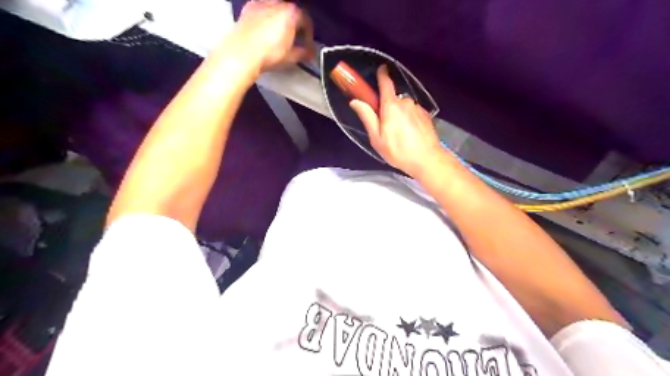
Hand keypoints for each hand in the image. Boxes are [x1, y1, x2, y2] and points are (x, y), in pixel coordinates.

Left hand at [230, 0, 314, 72]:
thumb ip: (303, 53)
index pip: (306, 21)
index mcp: (291, 13)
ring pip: (276, 11)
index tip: (308, 44)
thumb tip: (307, 53)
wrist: (242, 54)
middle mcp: (276, 4)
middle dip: (295, 26)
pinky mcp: (248, 9)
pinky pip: (262, 12)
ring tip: (280, 37)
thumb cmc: (266, 53)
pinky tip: (266, 33)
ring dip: (280, 22)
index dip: (309, 35)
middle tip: (296, 40)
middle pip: (291, 13)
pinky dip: (267, 20)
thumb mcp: (291, 56)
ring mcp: (261, 5)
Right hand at [351, 65, 443, 176]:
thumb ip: (367, 117)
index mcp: (391, 106)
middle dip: (387, 108)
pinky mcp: (426, 116)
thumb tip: (355, 101)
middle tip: (385, 127)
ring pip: (404, 107)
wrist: (426, 159)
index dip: (382, 75)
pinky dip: (409, 120)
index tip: (380, 69)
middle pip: (393, 99)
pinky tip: (410, 135)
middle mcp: (405, 102)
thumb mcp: (377, 137)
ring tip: (399, 134)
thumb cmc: (398, 150)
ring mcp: (417, 108)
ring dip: (399, 115)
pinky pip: (413, 113)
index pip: (385, 83)